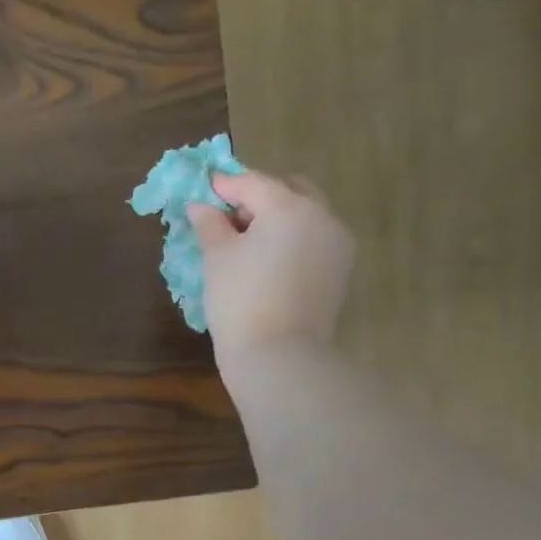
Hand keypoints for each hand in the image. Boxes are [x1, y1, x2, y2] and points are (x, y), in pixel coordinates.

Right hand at [187, 170, 354, 365]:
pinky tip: (269, 260)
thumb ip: (210, 224)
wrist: (279, 356)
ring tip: (247, 241)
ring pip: (306, 215)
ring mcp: (337, 243)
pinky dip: (292, 239)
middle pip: (288, 191)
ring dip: (278, 218)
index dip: (225, 184)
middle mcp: (321, 216)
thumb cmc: (240, 301)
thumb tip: (200, 206)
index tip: (203, 187)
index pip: (253, 183)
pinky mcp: (340, 270)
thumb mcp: (217, 258)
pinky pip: (314, 240)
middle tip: (228, 217)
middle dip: (258, 197)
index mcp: (290, 206)